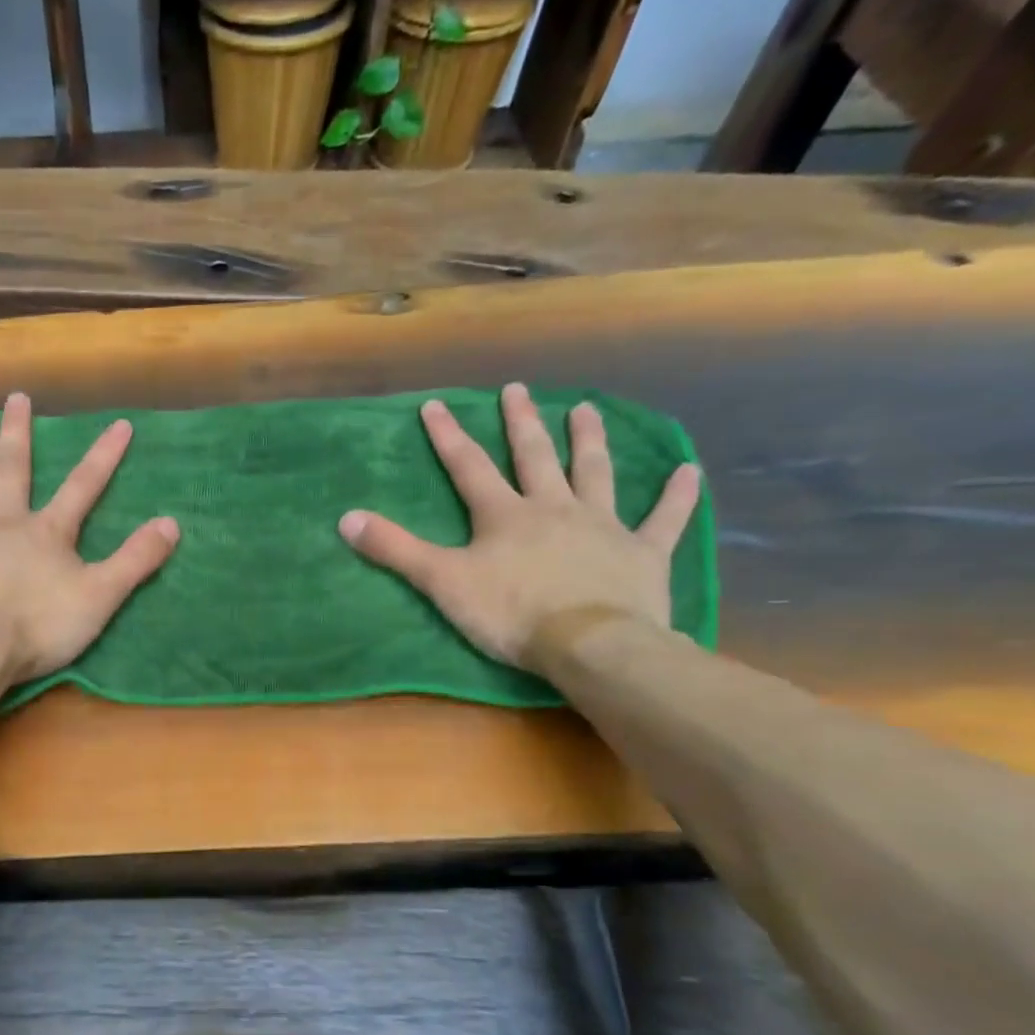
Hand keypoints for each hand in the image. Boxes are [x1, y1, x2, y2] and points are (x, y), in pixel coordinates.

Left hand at [0, 392, 179, 686]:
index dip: (103, 457)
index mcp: (46, 533)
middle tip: (15, 397)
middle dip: (17, 434)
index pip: (83, 487)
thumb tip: (172, 523)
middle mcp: (3, 523)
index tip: (119, 424)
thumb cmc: (40, 626)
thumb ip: (136, 560)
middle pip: (12, 470)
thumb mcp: (101, 596)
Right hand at [338, 383, 700, 670]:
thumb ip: (396, 549)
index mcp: (504, 516)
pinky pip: (663, 518)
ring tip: (585, 408)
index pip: (469, 467)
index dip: (449, 436)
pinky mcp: (642, 552)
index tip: (434, 404)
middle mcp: (553, 508)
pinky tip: (689, 471)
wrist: (589, 644)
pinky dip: (677, 495)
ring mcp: (602, 525)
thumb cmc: (511, 614)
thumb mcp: (442, 582)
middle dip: (522, 422)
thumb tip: (345, 518)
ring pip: (594, 473)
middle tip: (518, 390)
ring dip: (589, 440)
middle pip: (534, 457)